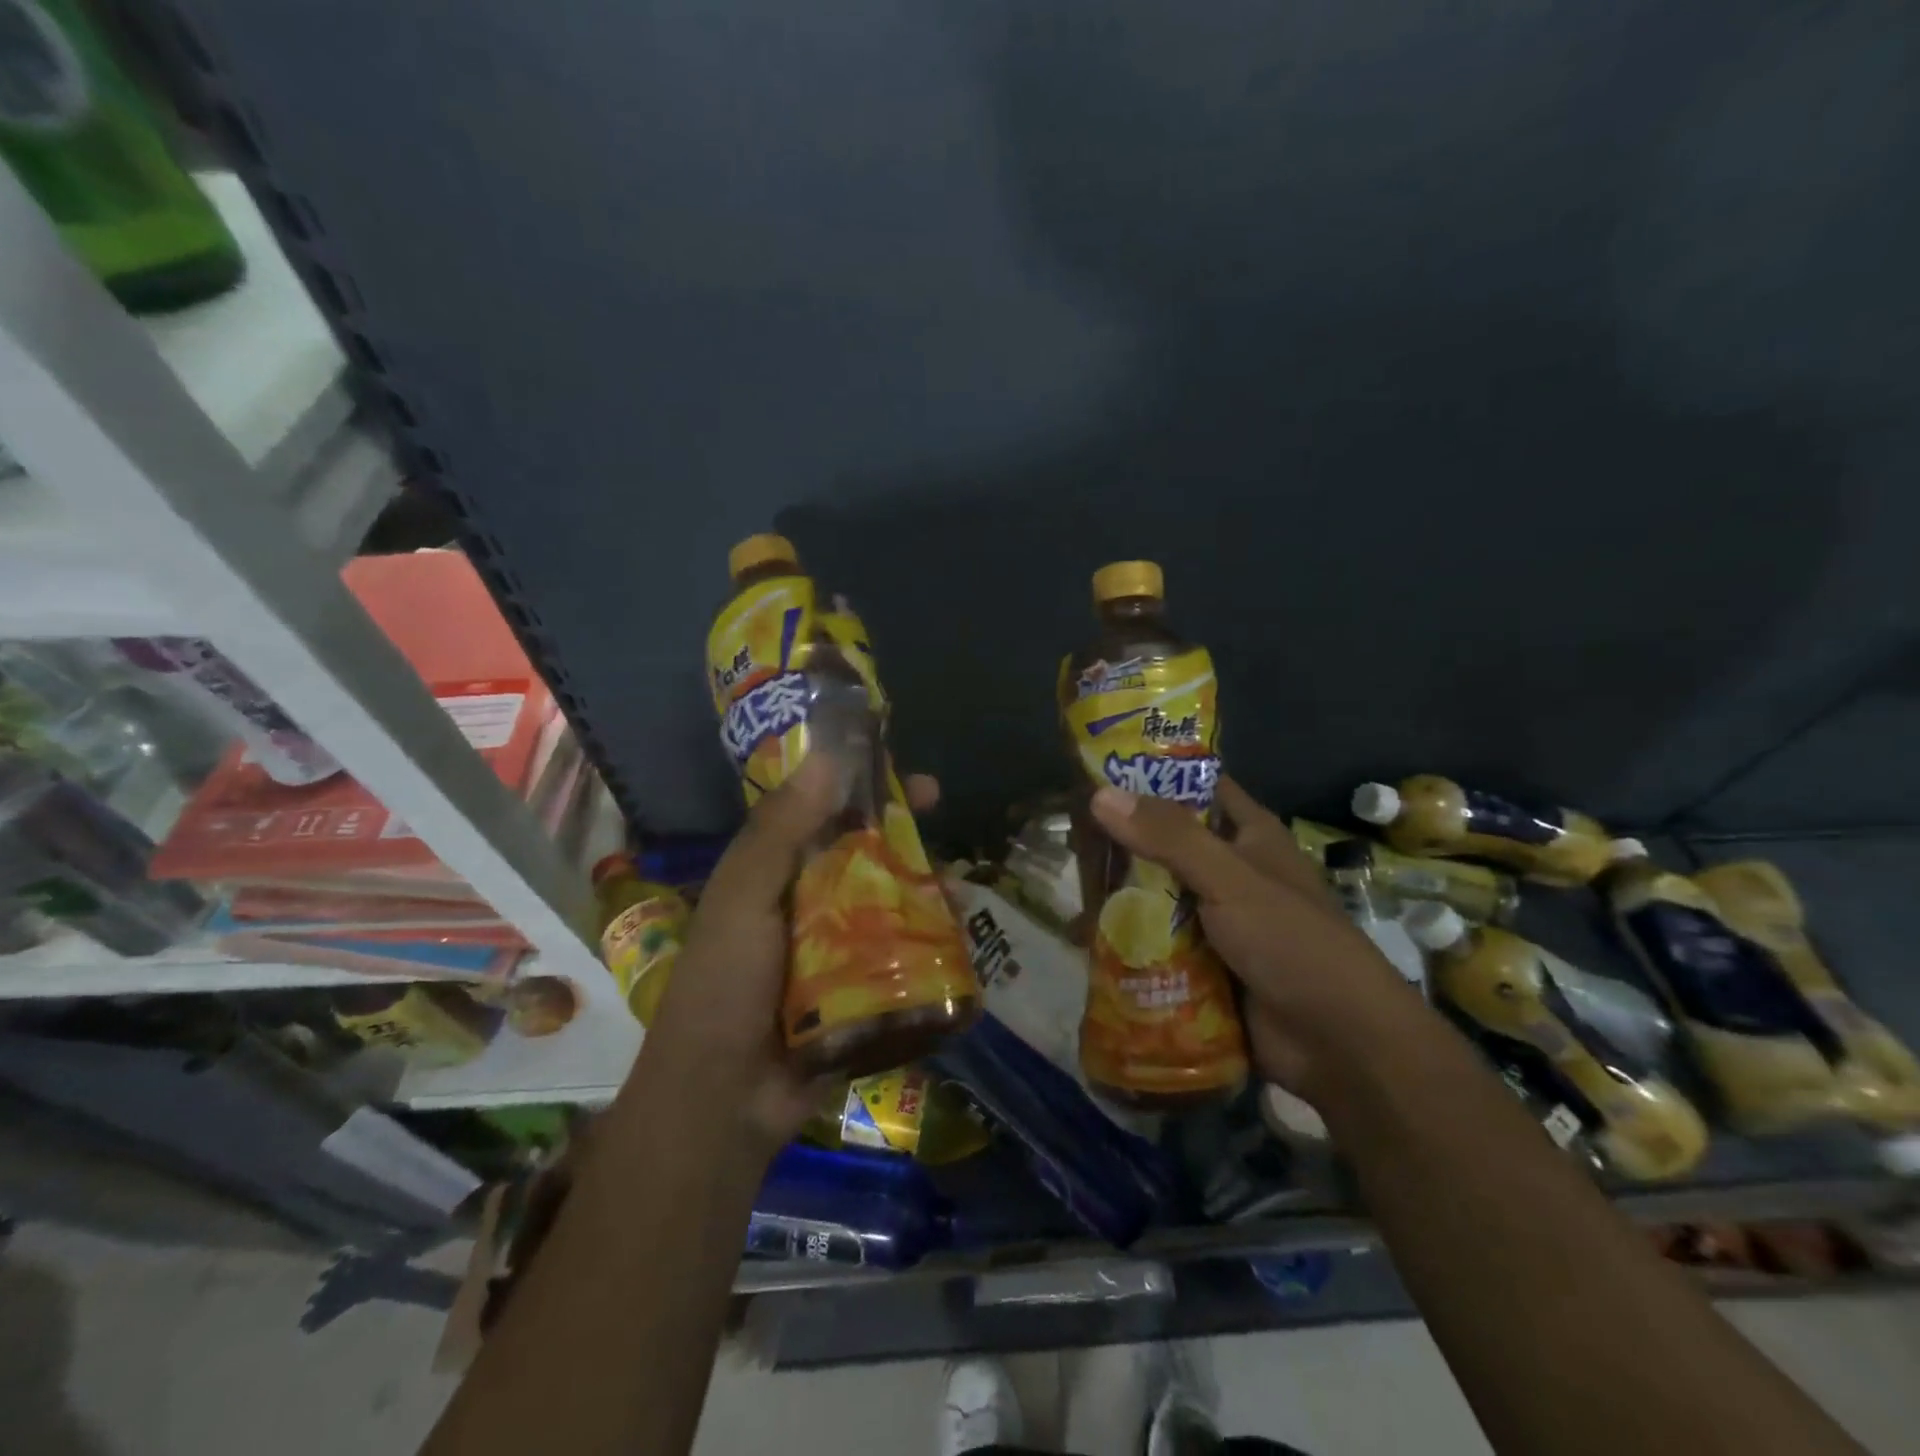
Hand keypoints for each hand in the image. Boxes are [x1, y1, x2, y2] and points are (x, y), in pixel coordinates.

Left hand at [645, 753, 940, 1152]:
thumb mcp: (744, 897)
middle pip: (865, 853)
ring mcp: (839, 950)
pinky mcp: (864, 992)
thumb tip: (826, 756)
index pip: (821, 812)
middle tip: (940, 813)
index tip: (895, 766)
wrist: (722, 1101)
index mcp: (775, 874)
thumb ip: (780, 830)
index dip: (859, 785)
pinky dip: (931, 942)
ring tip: (958, 887)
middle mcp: (809, 904)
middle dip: (903, 832)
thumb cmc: (724, 986)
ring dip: (925, 887)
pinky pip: (904, 955)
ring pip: (892, 902)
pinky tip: (960, 936)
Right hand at [1089, 777, 1416, 1092]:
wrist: (1339, 1045)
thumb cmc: (1293, 943)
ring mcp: (1216, 919)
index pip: (1195, 787)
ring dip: (1118, 896)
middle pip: (1165, 844)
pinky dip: (1127, 940)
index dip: (1150, 776)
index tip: (1095, 774)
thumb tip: (1099, 794)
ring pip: (1155, 894)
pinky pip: (1156, 941)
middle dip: (1121, 843)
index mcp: (1249, 835)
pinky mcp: (1204, 963)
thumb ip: (1169, 837)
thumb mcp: (1231, 879)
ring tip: (1069, 891)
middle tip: (1068, 840)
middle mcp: (1230, 870)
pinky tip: (1083, 940)